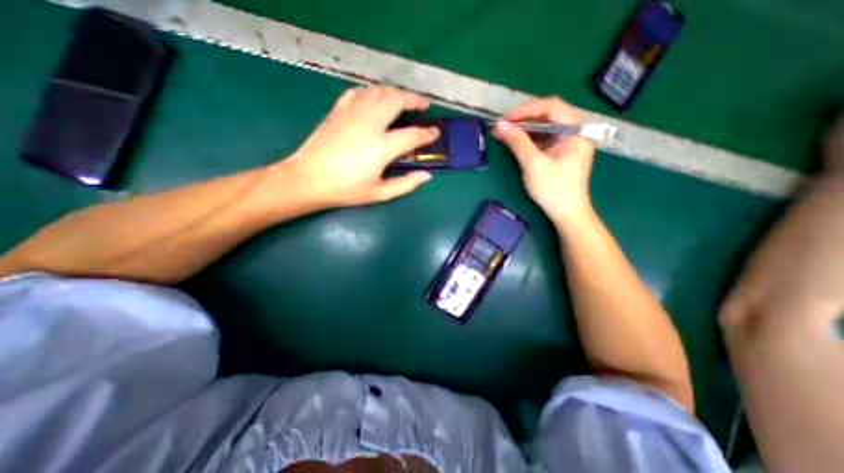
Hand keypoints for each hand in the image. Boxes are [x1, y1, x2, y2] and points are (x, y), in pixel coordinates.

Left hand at [283, 83, 441, 207]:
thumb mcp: (379, 194)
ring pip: (378, 91)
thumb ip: (406, 184)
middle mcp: (370, 124)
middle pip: (396, 100)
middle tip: (423, 104)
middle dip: (414, 99)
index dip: (427, 134)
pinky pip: (357, 93)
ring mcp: (352, 114)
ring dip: (394, 93)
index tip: (435, 133)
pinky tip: (373, 99)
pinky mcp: (337, 111)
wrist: (308, 179)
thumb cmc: (345, 189)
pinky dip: (370, 92)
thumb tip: (426, 175)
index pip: (413, 135)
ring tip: (402, 100)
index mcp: (382, 147)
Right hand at [496, 96, 591, 224]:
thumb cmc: (553, 189)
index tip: (504, 119)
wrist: (567, 213)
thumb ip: (518, 142)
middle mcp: (577, 129)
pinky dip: (530, 138)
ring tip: (505, 133)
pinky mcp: (562, 150)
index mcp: (577, 129)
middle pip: (549, 113)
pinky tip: (517, 142)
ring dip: (525, 128)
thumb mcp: (533, 164)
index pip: (551, 106)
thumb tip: (500, 125)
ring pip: (545, 125)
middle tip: (503, 126)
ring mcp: (570, 140)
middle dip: (524, 118)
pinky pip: (545, 137)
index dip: (525, 110)